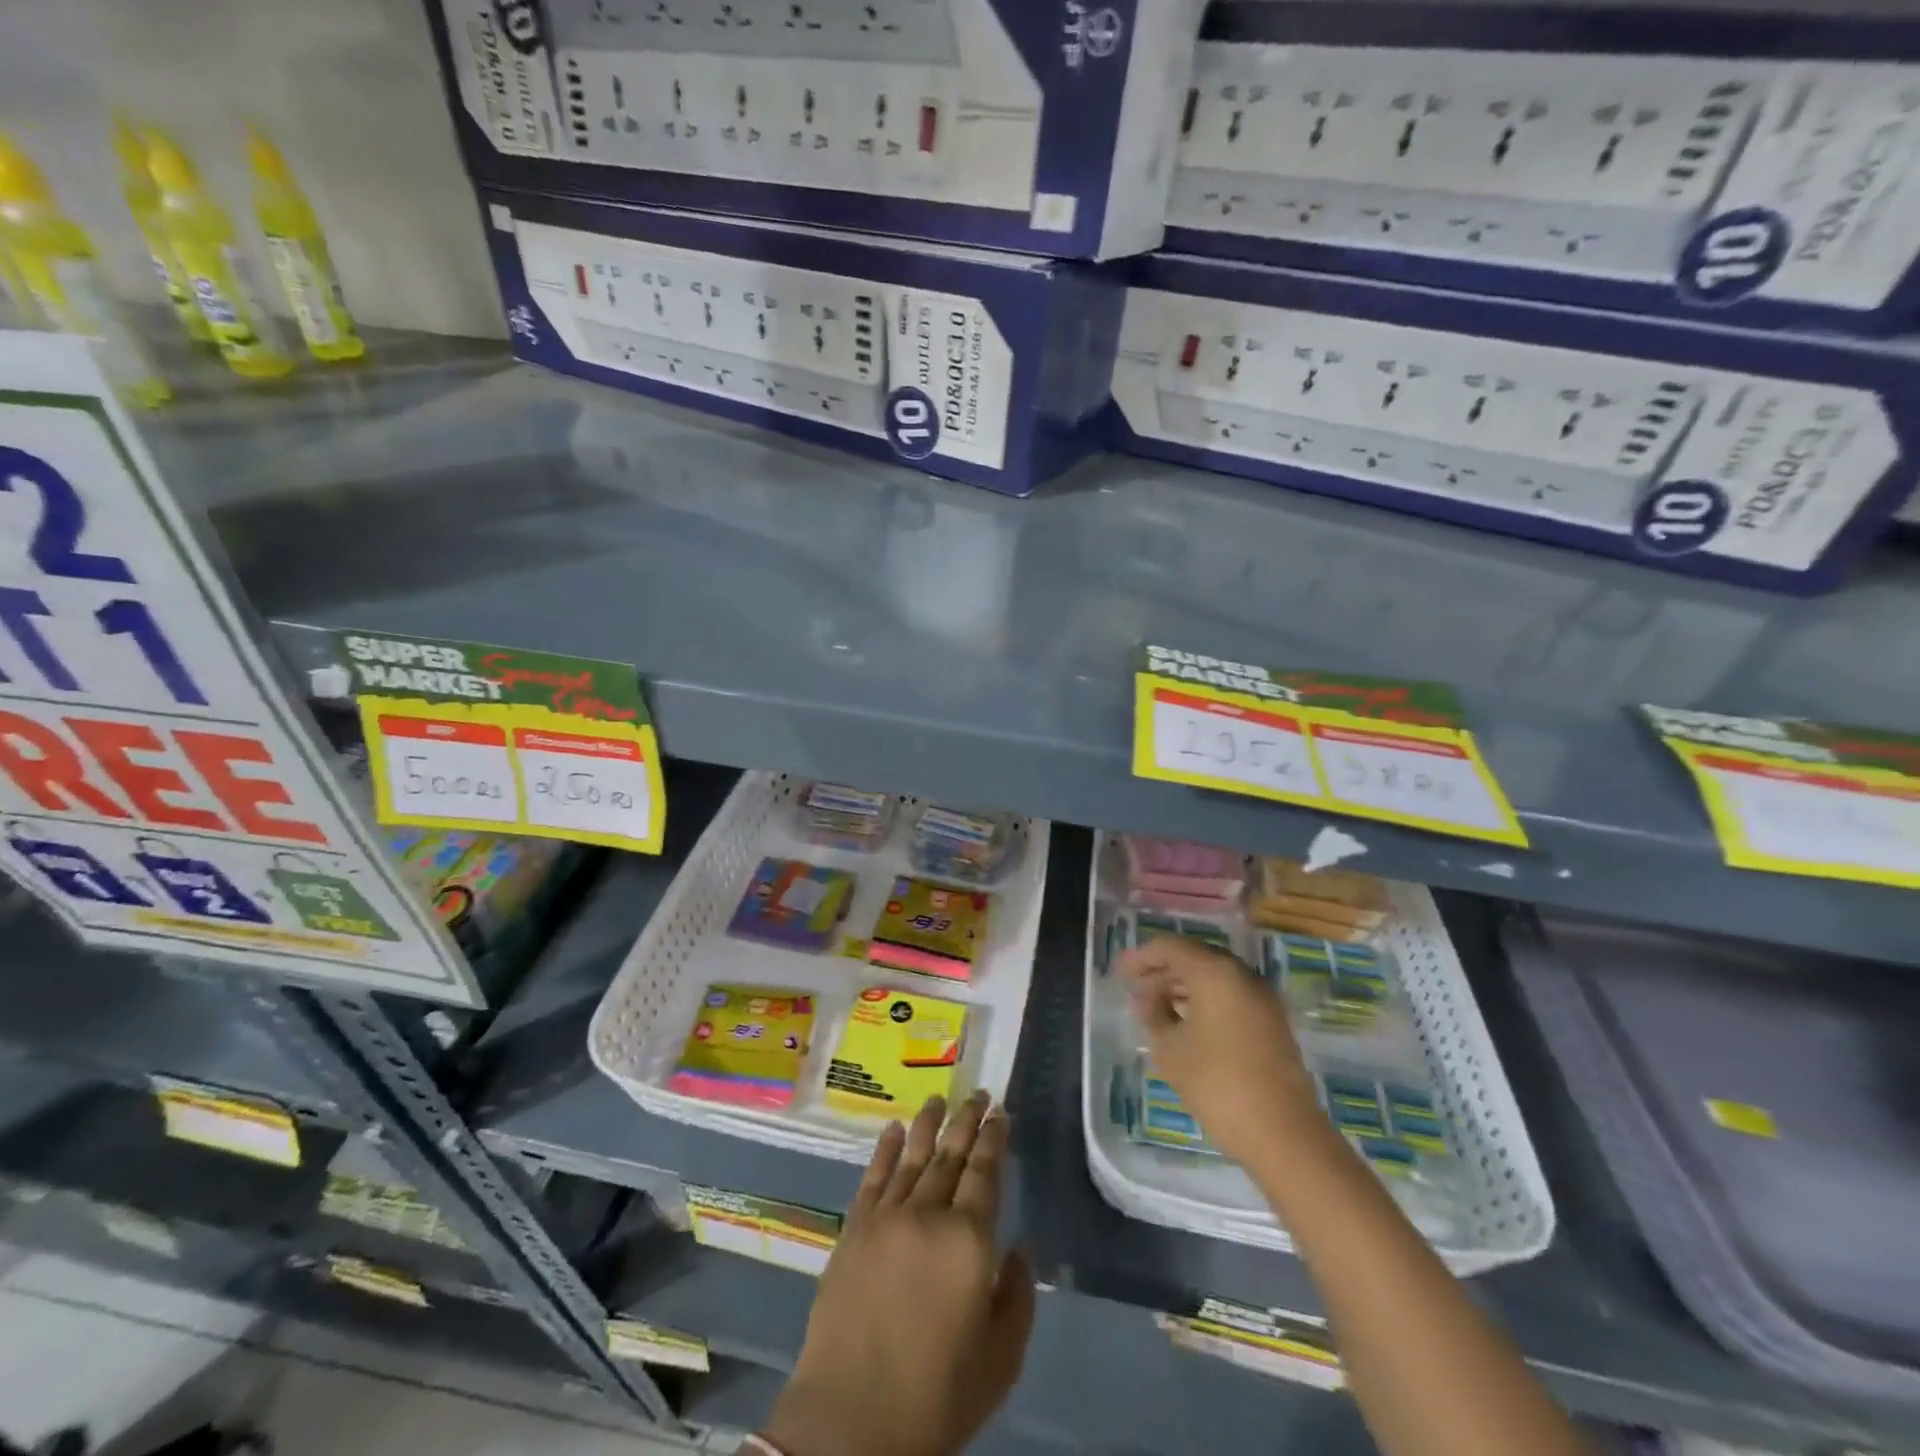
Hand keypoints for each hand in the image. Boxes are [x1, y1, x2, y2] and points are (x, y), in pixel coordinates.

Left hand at [763, 1091, 1035, 1455]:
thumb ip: (1017, 1297)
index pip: (985, 1173)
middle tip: (979, 1094)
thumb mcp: (999, 1360)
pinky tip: (895, 1129)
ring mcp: (886, 1218)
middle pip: (951, 1155)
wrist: (851, 1422)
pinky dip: (886, 1149)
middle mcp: (928, 1214)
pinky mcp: (854, 1230)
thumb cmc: (936, 1396)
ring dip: (929, 1125)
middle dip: (967, 1121)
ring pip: (912, 1157)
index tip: (1000, 1113)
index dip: (994, 1140)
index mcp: (968, 1241)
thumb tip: (1020, 1249)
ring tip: (939, 1098)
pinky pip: (874, 1177)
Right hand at [1117, 934, 1322, 1167]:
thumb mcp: (1170, 1049)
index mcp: (1215, 972)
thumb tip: (1144, 998)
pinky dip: (1205, 1001)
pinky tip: (1185, 1024)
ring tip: (1155, 1008)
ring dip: (1183, 987)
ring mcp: (1262, 998)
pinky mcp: (1272, 1022)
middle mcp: (1242, 975)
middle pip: (1195, 958)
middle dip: (1163, 971)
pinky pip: (1231, 997)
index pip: (1172, 947)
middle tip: (1136, 990)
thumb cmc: (1216, 1083)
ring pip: (1215, 978)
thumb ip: (1152, 1014)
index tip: (1121, 973)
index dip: (1143, 957)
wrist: (1283, 1133)